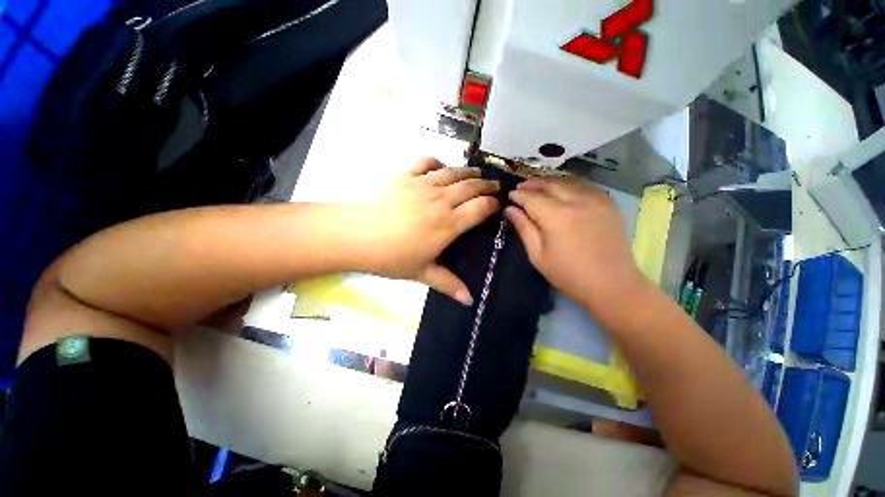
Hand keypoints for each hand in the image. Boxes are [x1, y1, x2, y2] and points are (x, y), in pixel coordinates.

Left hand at [346, 157, 499, 304]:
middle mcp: (441, 199)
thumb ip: (448, 284)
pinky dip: (437, 163)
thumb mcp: (422, 273)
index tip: (498, 205)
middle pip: (471, 186)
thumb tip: (469, 301)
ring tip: (477, 173)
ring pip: (453, 172)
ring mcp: (422, 184)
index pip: (480, 208)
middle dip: (487, 185)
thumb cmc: (390, 257)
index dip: (493, 204)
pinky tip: (439, 168)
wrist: (355, 235)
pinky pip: (426, 162)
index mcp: (448, 223)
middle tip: (495, 185)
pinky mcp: (405, 175)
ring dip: (469, 172)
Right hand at [505, 177, 647, 324]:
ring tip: (537, 186)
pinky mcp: (608, 202)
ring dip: (549, 182)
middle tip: (520, 187)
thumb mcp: (537, 254)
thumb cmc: (568, 274)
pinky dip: (568, 184)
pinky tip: (561, 190)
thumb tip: (510, 209)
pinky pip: (584, 185)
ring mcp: (596, 199)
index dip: (518, 195)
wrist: (611, 283)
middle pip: (550, 184)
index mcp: (557, 216)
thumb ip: (523, 228)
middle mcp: (577, 201)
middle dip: (532, 184)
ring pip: (567, 181)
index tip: (509, 195)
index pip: (532, 198)